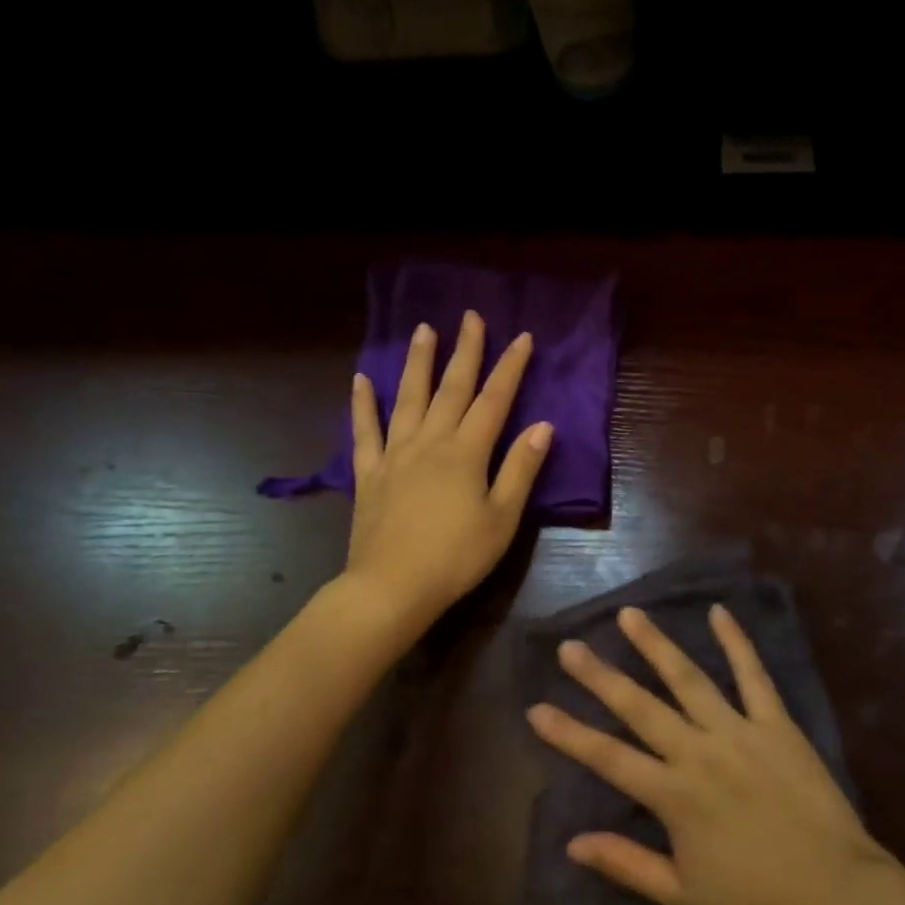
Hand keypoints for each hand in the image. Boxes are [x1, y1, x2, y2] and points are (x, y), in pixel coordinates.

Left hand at [344, 311, 551, 628]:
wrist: (392, 588)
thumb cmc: (457, 556)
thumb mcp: (502, 517)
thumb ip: (520, 468)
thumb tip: (543, 426)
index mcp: (466, 453)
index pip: (494, 400)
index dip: (510, 367)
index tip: (522, 337)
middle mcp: (430, 442)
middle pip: (451, 388)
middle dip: (465, 351)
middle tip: (470, 316)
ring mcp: (395, 455)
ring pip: (408, 398)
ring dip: (418, 363)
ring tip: (423, 330)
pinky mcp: (369, 474)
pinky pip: (364, 432)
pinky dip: (363, 405)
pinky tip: (361, 381)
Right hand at [528, 605, 892, 904]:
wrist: (833, 890)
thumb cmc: (754, 899)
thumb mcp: (682, 896)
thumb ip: (627, 864)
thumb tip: (573, 842)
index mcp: (673, 795)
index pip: (608, 757)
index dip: (569, 733)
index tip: (536, 707)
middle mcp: (699, 752)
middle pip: (640, 707)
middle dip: (601, 676)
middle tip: (571, 646)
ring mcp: (739, 731)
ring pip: (689, 679)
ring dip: (656, 645)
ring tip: (630, 615)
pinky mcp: (776, 723)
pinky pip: (753, 675)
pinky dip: (736, 642)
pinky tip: (719, 612)